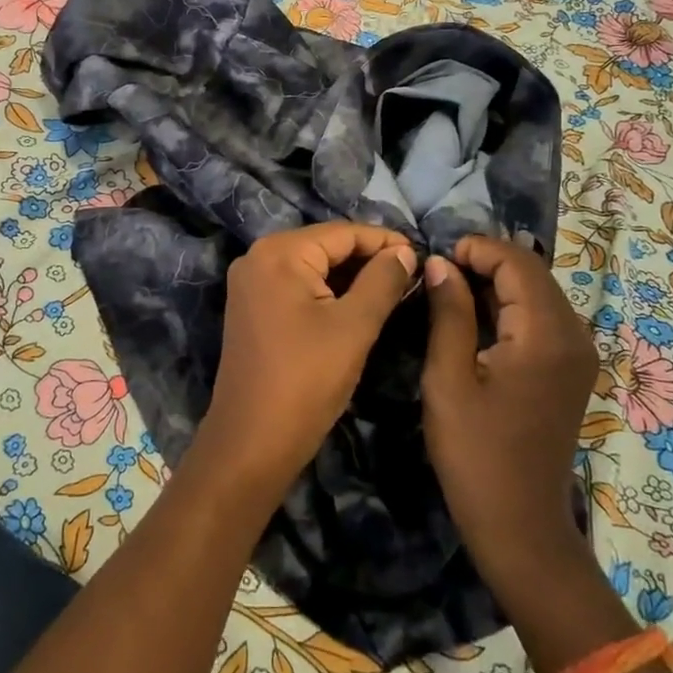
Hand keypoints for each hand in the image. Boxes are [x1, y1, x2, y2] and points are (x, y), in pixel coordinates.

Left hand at [199, 223, 418, 497]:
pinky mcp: (251, 307)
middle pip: (324, 245)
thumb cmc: (307, 380)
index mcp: (278, 253)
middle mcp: (257, 257)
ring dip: (349, 275)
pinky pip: (296, 285)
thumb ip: (382, 281)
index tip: (421, 254)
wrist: (252, 440)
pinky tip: (357, 302)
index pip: (341, 232)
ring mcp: (250, 283)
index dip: (384, 241)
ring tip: (393, 286)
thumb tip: (404, 252)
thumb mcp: (354, 327)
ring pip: (311, 266)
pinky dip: (327, 290)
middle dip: (367, 257)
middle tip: (411, 272)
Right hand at [421, 235, 597, 590]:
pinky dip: (509, 306)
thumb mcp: (448, 377)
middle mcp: (574, 335)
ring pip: (537, 292)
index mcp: (546, 335)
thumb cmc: (475, 452)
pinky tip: (475, 318)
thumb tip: (441, 263)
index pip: (517, 262)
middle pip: (532, 273)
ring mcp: (578, 354)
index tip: (435, 259)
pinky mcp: (570, 369)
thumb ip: (448, 312)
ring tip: (449, 290)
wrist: (519, 524)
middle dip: (485, 261)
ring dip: (496, 282)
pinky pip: (541, 317)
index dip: (476, 249)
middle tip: (438, 272)